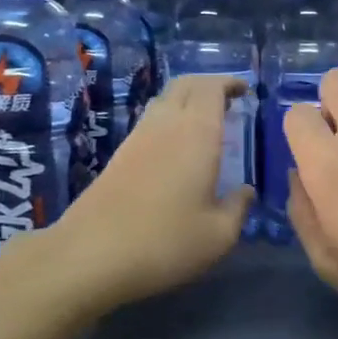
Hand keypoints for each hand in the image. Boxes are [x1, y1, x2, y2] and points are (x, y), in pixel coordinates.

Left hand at [48, 74, 252, 307]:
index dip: (229, 83)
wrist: (92, 255)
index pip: (212, 88)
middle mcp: (166, 124)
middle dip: (208, 86)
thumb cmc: (166, 242)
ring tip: (206, 123)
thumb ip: (238, 208)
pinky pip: (150, 122)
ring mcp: (137, 138)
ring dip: (187, 102)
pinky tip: (177, 149)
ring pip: (164, 101)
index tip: (244, 90)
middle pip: (185, 85)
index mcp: (197, 133)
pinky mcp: (118, 156)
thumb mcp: (218, 234)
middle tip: (228, 102)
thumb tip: (246, 192)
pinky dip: (169, 121)